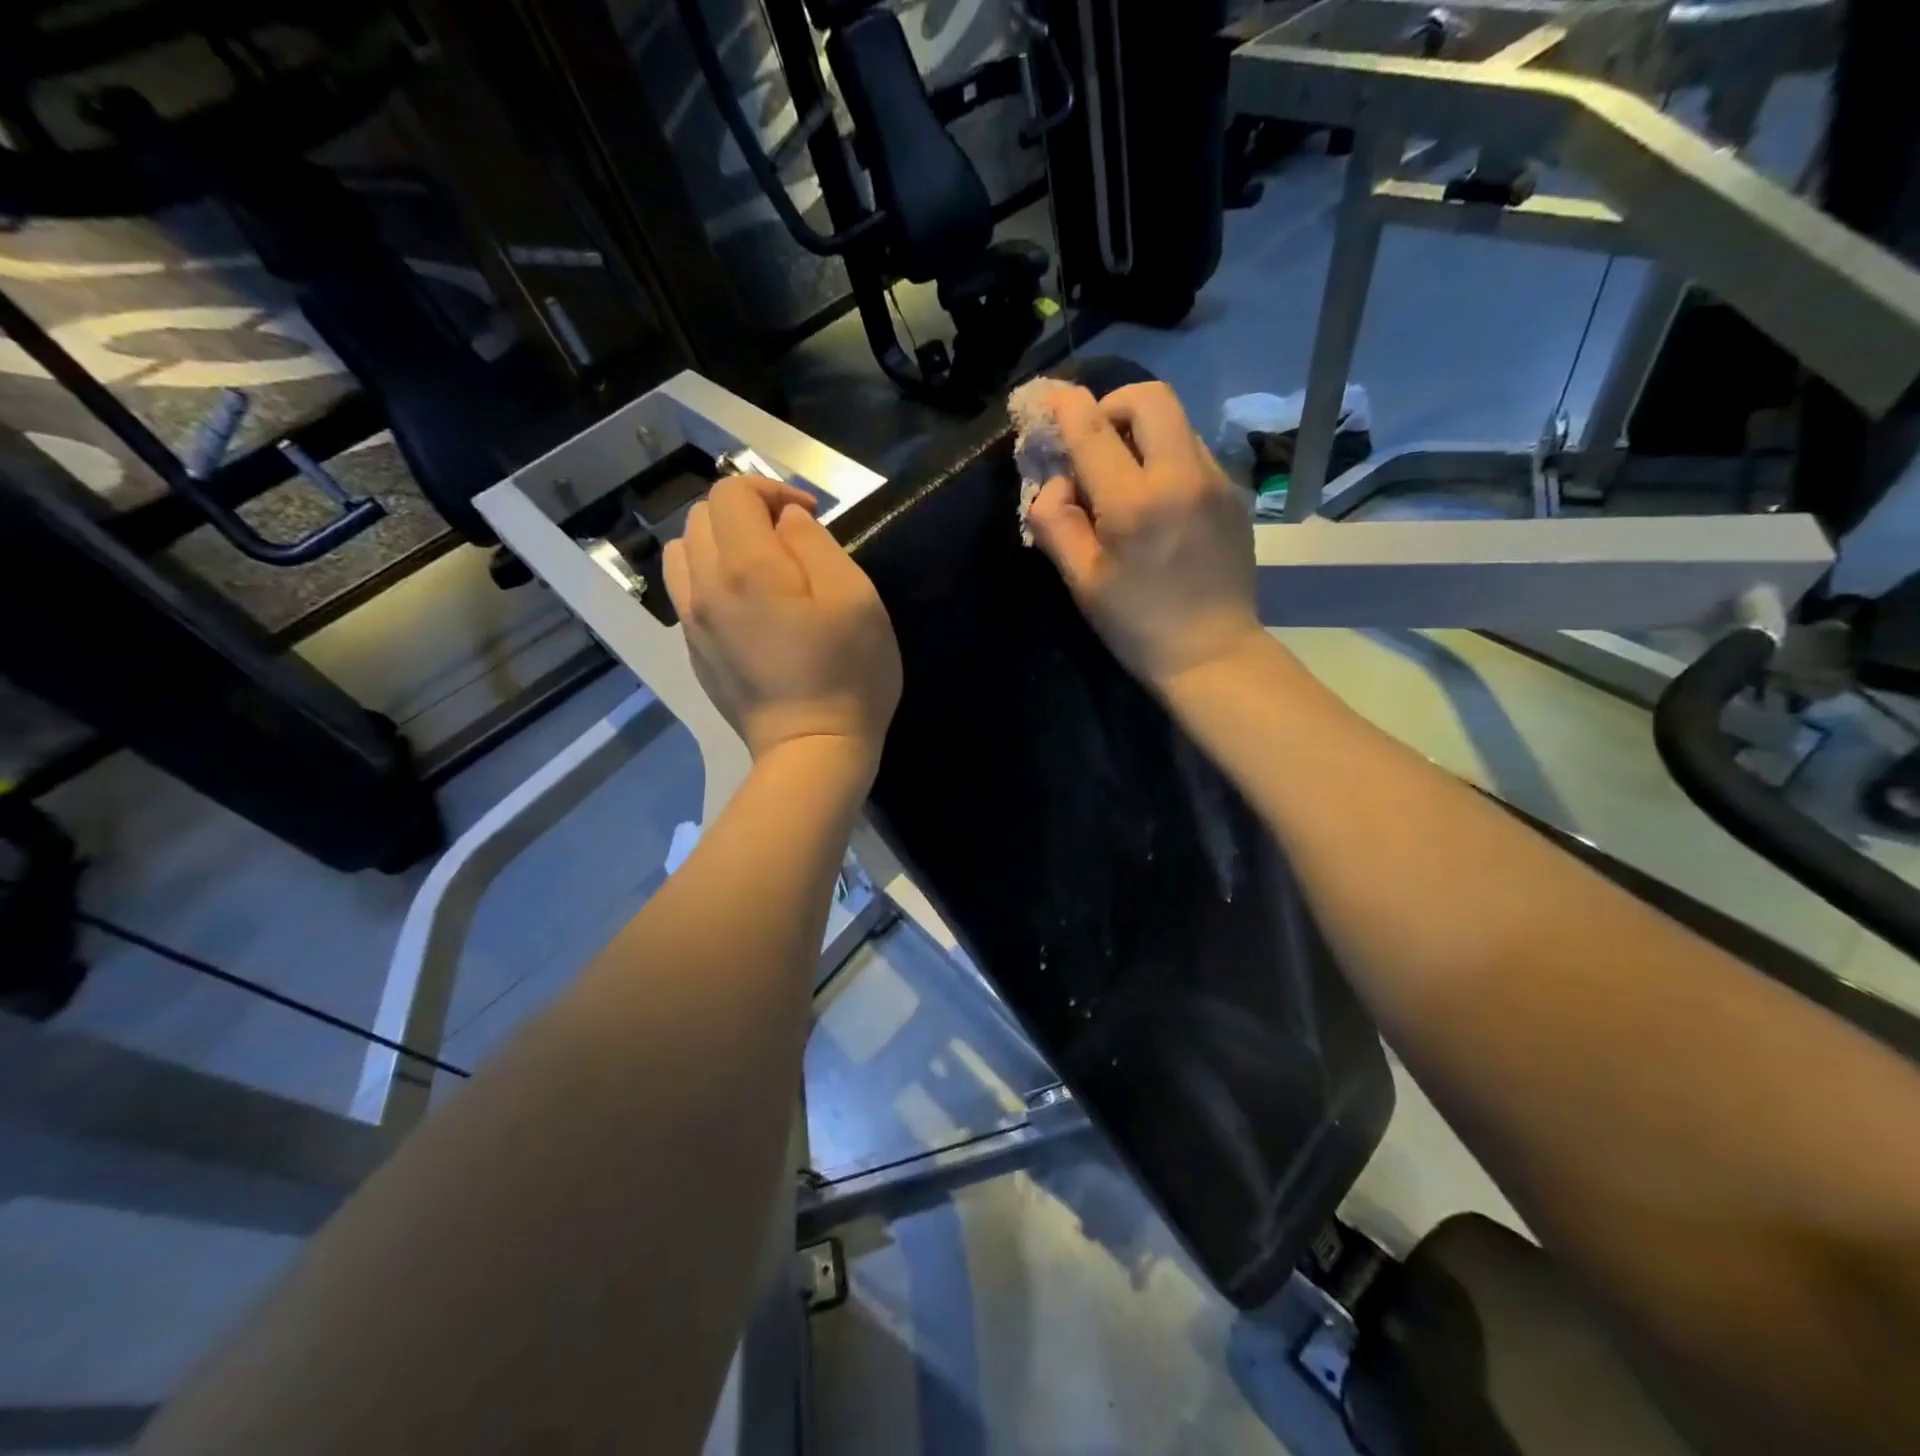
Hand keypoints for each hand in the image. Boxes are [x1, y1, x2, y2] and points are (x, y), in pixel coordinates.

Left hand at [664, 477, 901, 772]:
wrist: (812, 750)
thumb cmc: (848, 674)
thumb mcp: (855, 598)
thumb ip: (816, 544)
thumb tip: (787, 520)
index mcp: (745, 567)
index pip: (732, 492)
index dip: (771, 488)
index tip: (809, 515)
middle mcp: (704, 586)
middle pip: (702, 516)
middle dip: (746, 512)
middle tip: (790, 540)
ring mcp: (691, 622)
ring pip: (684, 551)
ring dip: (720, 542)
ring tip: (762, 566)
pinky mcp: (693, 650)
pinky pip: (686, 591)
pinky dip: (710, 577)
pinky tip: (747, 604)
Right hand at [1025, 382, 1263, 687]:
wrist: (1212, 653)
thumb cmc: (1137, 625)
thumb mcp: (1082, 581)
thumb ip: (1056, 523)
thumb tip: (1054, 484)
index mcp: (1136, 503)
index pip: (1094, 429)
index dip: (1066, 406)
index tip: (1049, 399)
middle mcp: (1182, 477)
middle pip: (1151, 398)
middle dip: (1113, 405)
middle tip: (1094, 442)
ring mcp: (1216, 482)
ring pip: (1176, 422)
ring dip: (1141, 432)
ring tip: (1122, 476)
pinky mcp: (1233, 495)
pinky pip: (1193, 452)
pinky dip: (1165, 457)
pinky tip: (1155, 500)